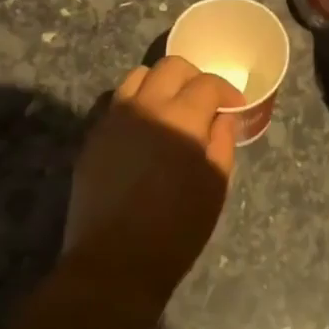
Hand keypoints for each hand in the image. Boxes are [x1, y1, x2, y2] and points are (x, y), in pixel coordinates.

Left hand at [63, 56, 240, 284]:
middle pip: (171, 66)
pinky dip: (136, 103)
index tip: (234, 107)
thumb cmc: (176, 229)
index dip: (226, 91)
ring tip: (171, 109)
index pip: (207, 83)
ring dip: (160, 84)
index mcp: (181, 118)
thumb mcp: (214, 187)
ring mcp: (114, 118)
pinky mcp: (94, 135)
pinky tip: (144, 128)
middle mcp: (145, 106)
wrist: (115, 261)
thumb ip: (222, 143)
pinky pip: (117, 102)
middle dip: (194, 77)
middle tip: (205, 101)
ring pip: (138, 76)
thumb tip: (222, 117)